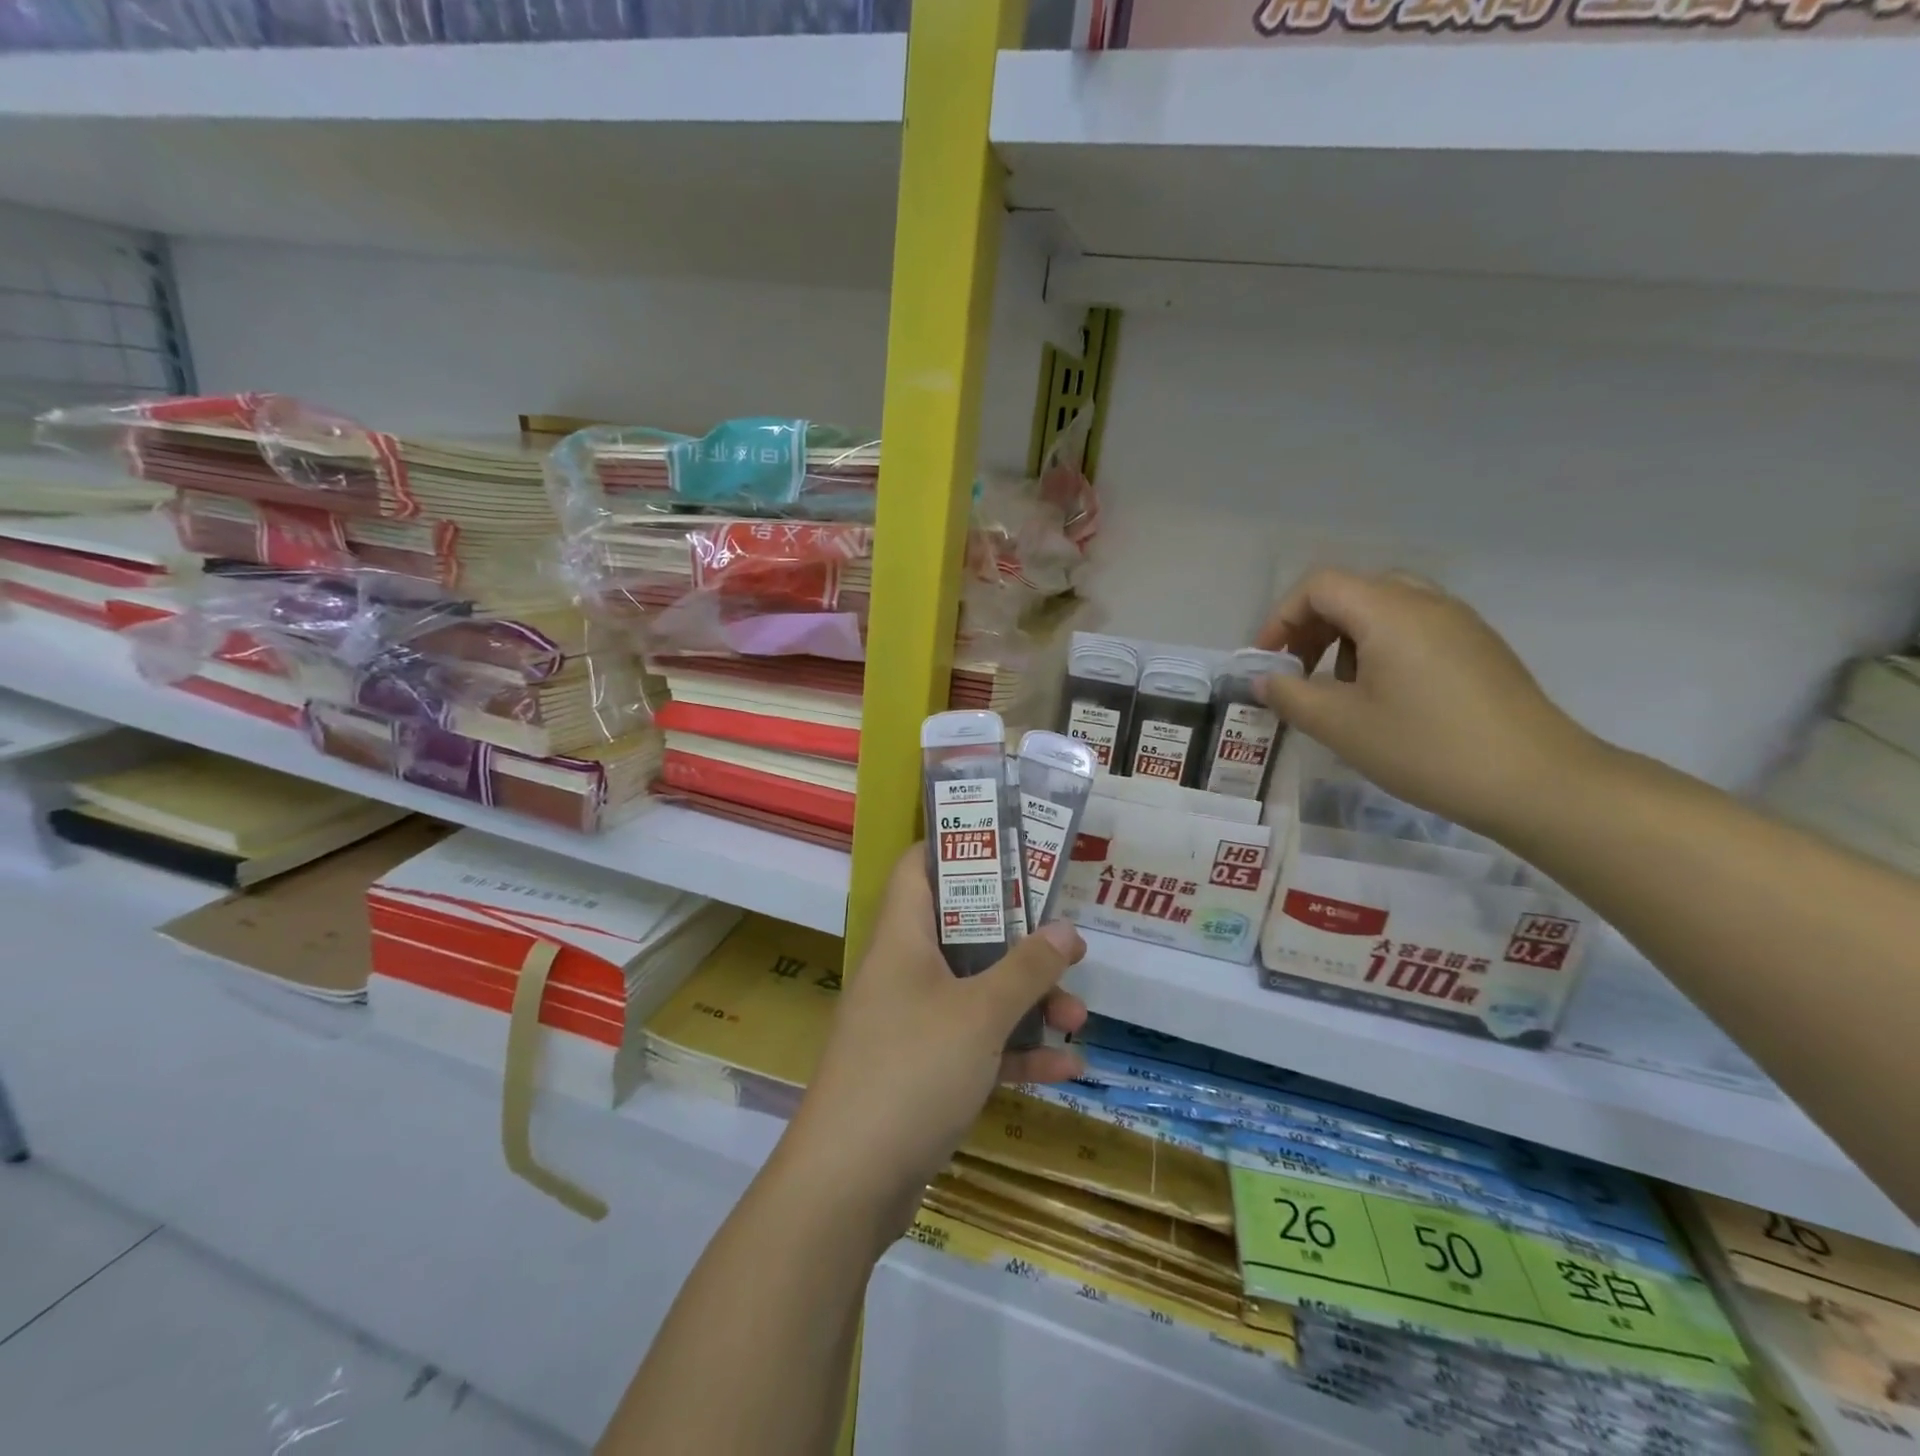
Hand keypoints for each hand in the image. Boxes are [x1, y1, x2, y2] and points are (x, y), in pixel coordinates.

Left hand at [781, 847, 1087, 1239]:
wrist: (848, 1183)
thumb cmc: (912, 1070)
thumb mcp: (979, 1013)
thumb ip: (1026, 969)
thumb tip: (1066, 930)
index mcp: (902, 939)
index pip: (919, 867)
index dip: (958, 846)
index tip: (1009, 845)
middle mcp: (903, 972)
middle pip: (963, 932)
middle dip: (1018, 938)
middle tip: (1065, 943)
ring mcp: (911, 1023)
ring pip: (975, 992)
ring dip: (1026, 1001)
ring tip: (1077, 1016)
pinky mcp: (922, 1071)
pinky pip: (975, 1045)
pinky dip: (1015, 1051)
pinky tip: (1065, 1068)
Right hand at [1256, 569, 1599, 837]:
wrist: (1536, 781)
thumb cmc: (1426, 747)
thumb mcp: (1341, 726)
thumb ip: (1290, 696)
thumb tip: (1264, 680)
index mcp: (1389, 611)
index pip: (1319, 586)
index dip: (1281, 618)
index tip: (1268, 662)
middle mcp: (1426, 602)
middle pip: (1352, 590)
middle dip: (1313, 626)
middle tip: (1298, 670)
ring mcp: (1459, 622)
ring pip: (1385, 607)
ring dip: (1346, 638)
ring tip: (1340, 689)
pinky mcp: (1479, 647)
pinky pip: (1415, 627)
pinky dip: (1382, 647)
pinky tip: (1385, 697)